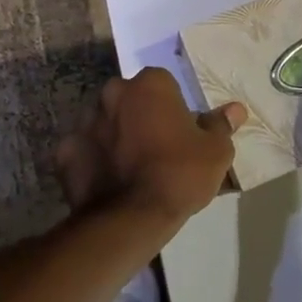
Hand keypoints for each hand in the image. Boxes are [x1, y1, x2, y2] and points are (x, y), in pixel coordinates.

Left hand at [53, 68, 245, 224]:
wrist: (131, 218)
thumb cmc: (179, 175)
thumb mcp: (215, 152)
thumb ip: (221, 125)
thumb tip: (235, 109)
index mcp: (149, 85)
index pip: (163, 84)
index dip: (172, 108)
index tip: (180, 132)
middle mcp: (113, 93)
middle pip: (130, 99)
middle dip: (140, 116)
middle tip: (156, 149)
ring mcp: (84, 121)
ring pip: (104, 122)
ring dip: (115, 136)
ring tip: (131, 169)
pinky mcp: (65, 151)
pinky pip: (83, 150)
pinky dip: (93, 161)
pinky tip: (107, 182)